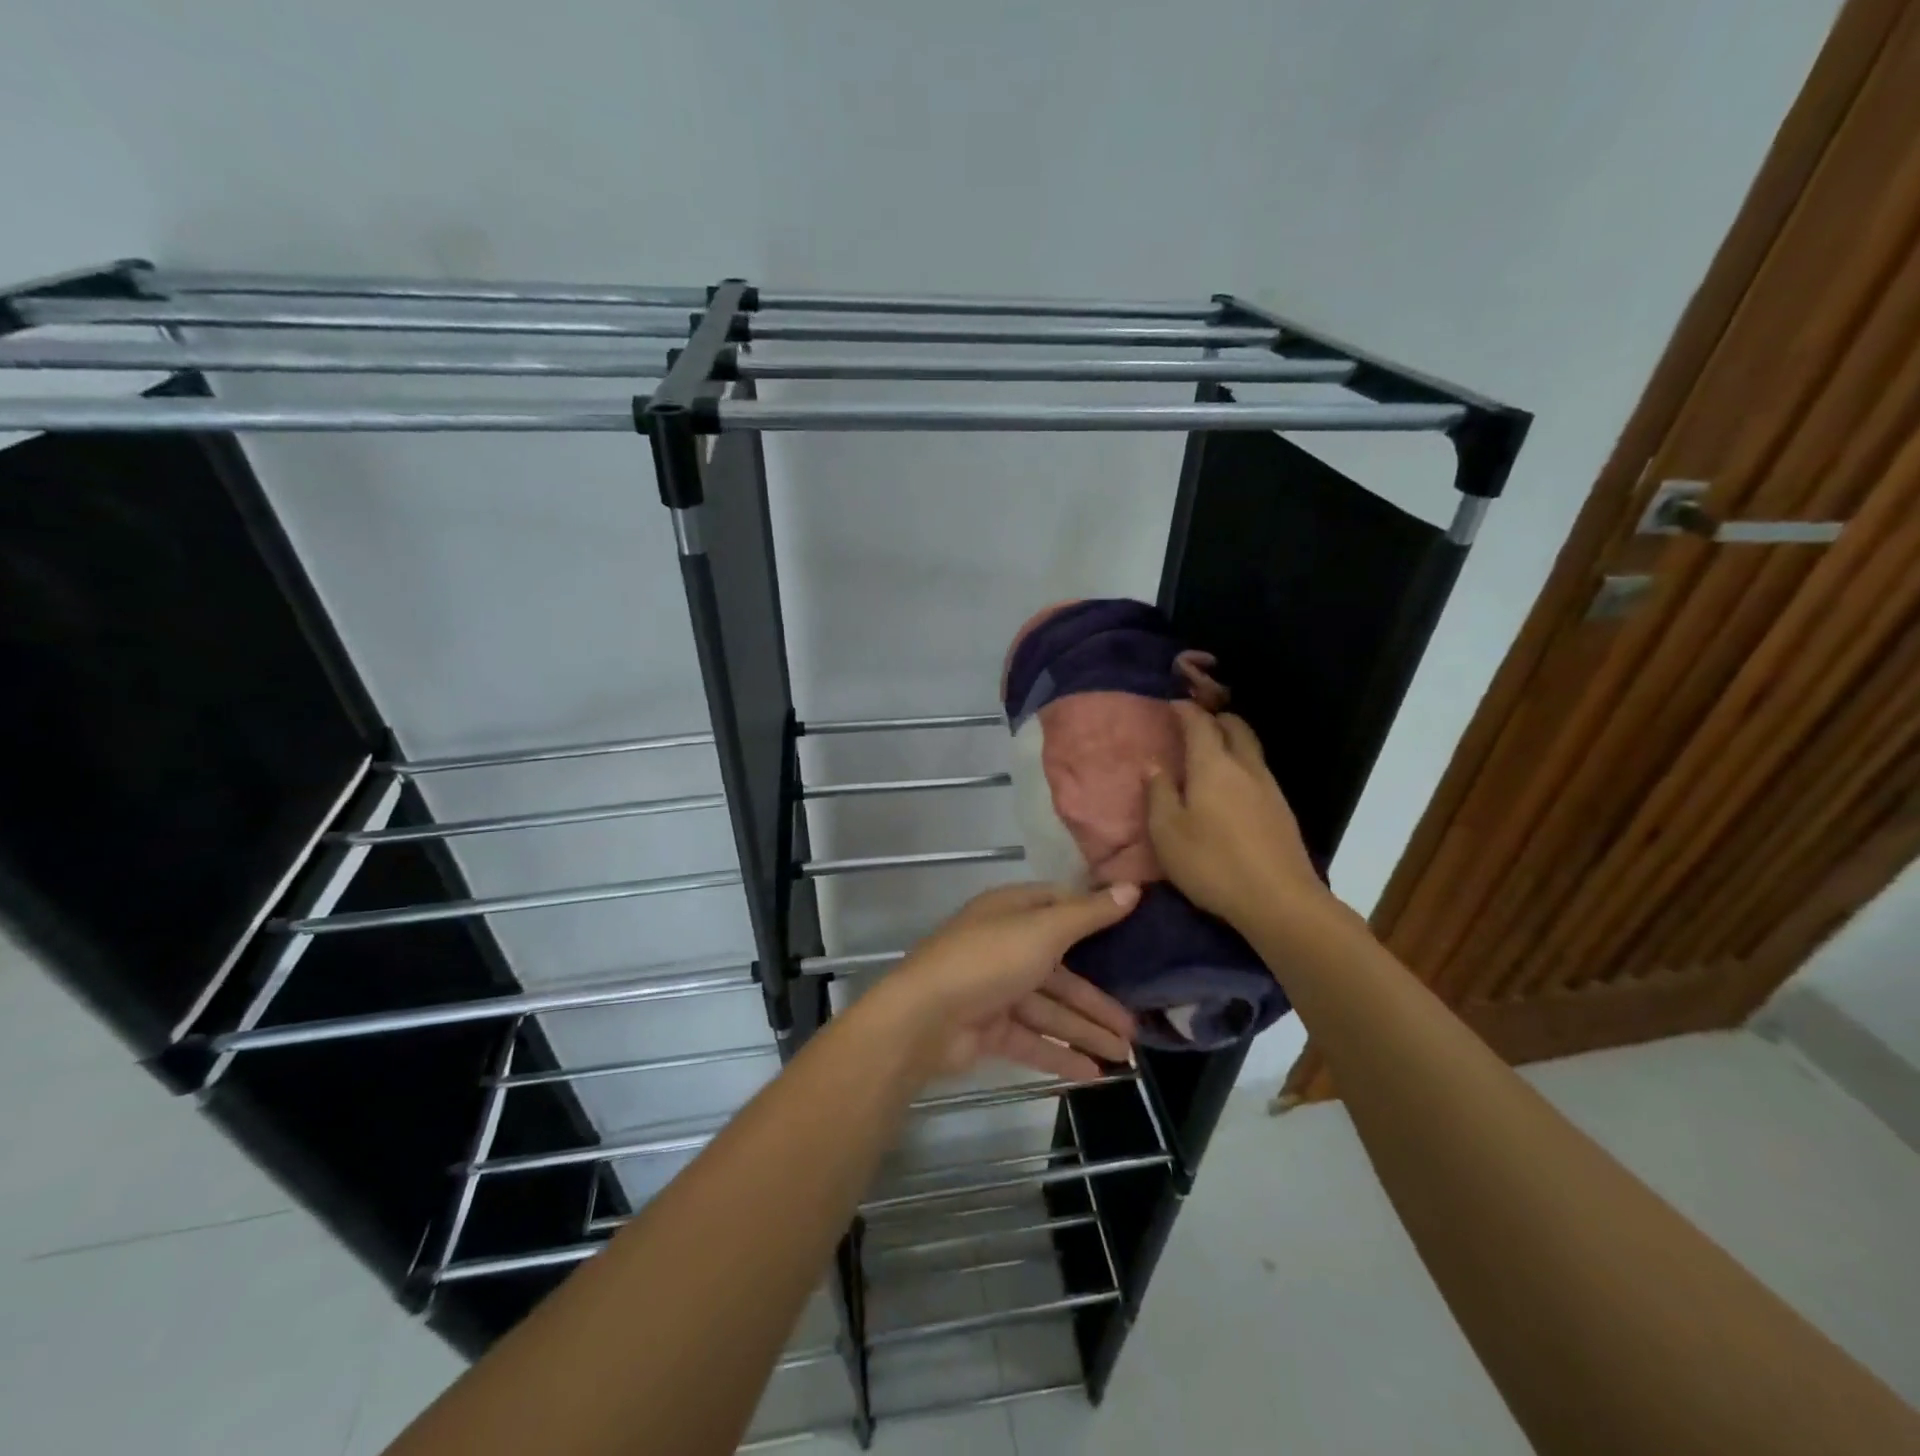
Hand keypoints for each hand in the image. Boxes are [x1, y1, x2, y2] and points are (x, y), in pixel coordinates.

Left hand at [878, 882, 1141, 1081]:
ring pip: (1050, 1010)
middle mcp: (1005, 945)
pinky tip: (1095, 1075)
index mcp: (1013, 912)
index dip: (1094, 917)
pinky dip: (1061, 1055)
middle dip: (1097, 998)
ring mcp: (996, 989)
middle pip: (1061, 970)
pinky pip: (1034, 1040)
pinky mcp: (990, 1029)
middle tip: (1136, 1025)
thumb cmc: (988, 960)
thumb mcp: (1043, 931)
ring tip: (1126, 1058)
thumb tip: (1133, 888)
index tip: (1133, 932)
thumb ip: (1088, 914)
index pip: (1059, 907)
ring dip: (1086, 1032)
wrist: (924, 1018)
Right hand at [1145, 702, 1331, 933]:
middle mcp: (1245, 767)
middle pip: (1235, 727)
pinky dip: (1242, 764)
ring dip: (1231, 740)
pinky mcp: (1282, 810)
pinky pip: (1258, 771)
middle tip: (1195, 723)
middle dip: (1215, 718)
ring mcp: (1269, 788)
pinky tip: (1231, 786)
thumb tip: (1154, 765)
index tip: (1172, 705)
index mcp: (1213, 766)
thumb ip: (1159, 794)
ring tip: (1211, 752)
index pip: (1200, 724)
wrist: (1279, 901)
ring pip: (1251, 748)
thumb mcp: (1167, 832)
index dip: (1185, 711)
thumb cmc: (1212, 863)